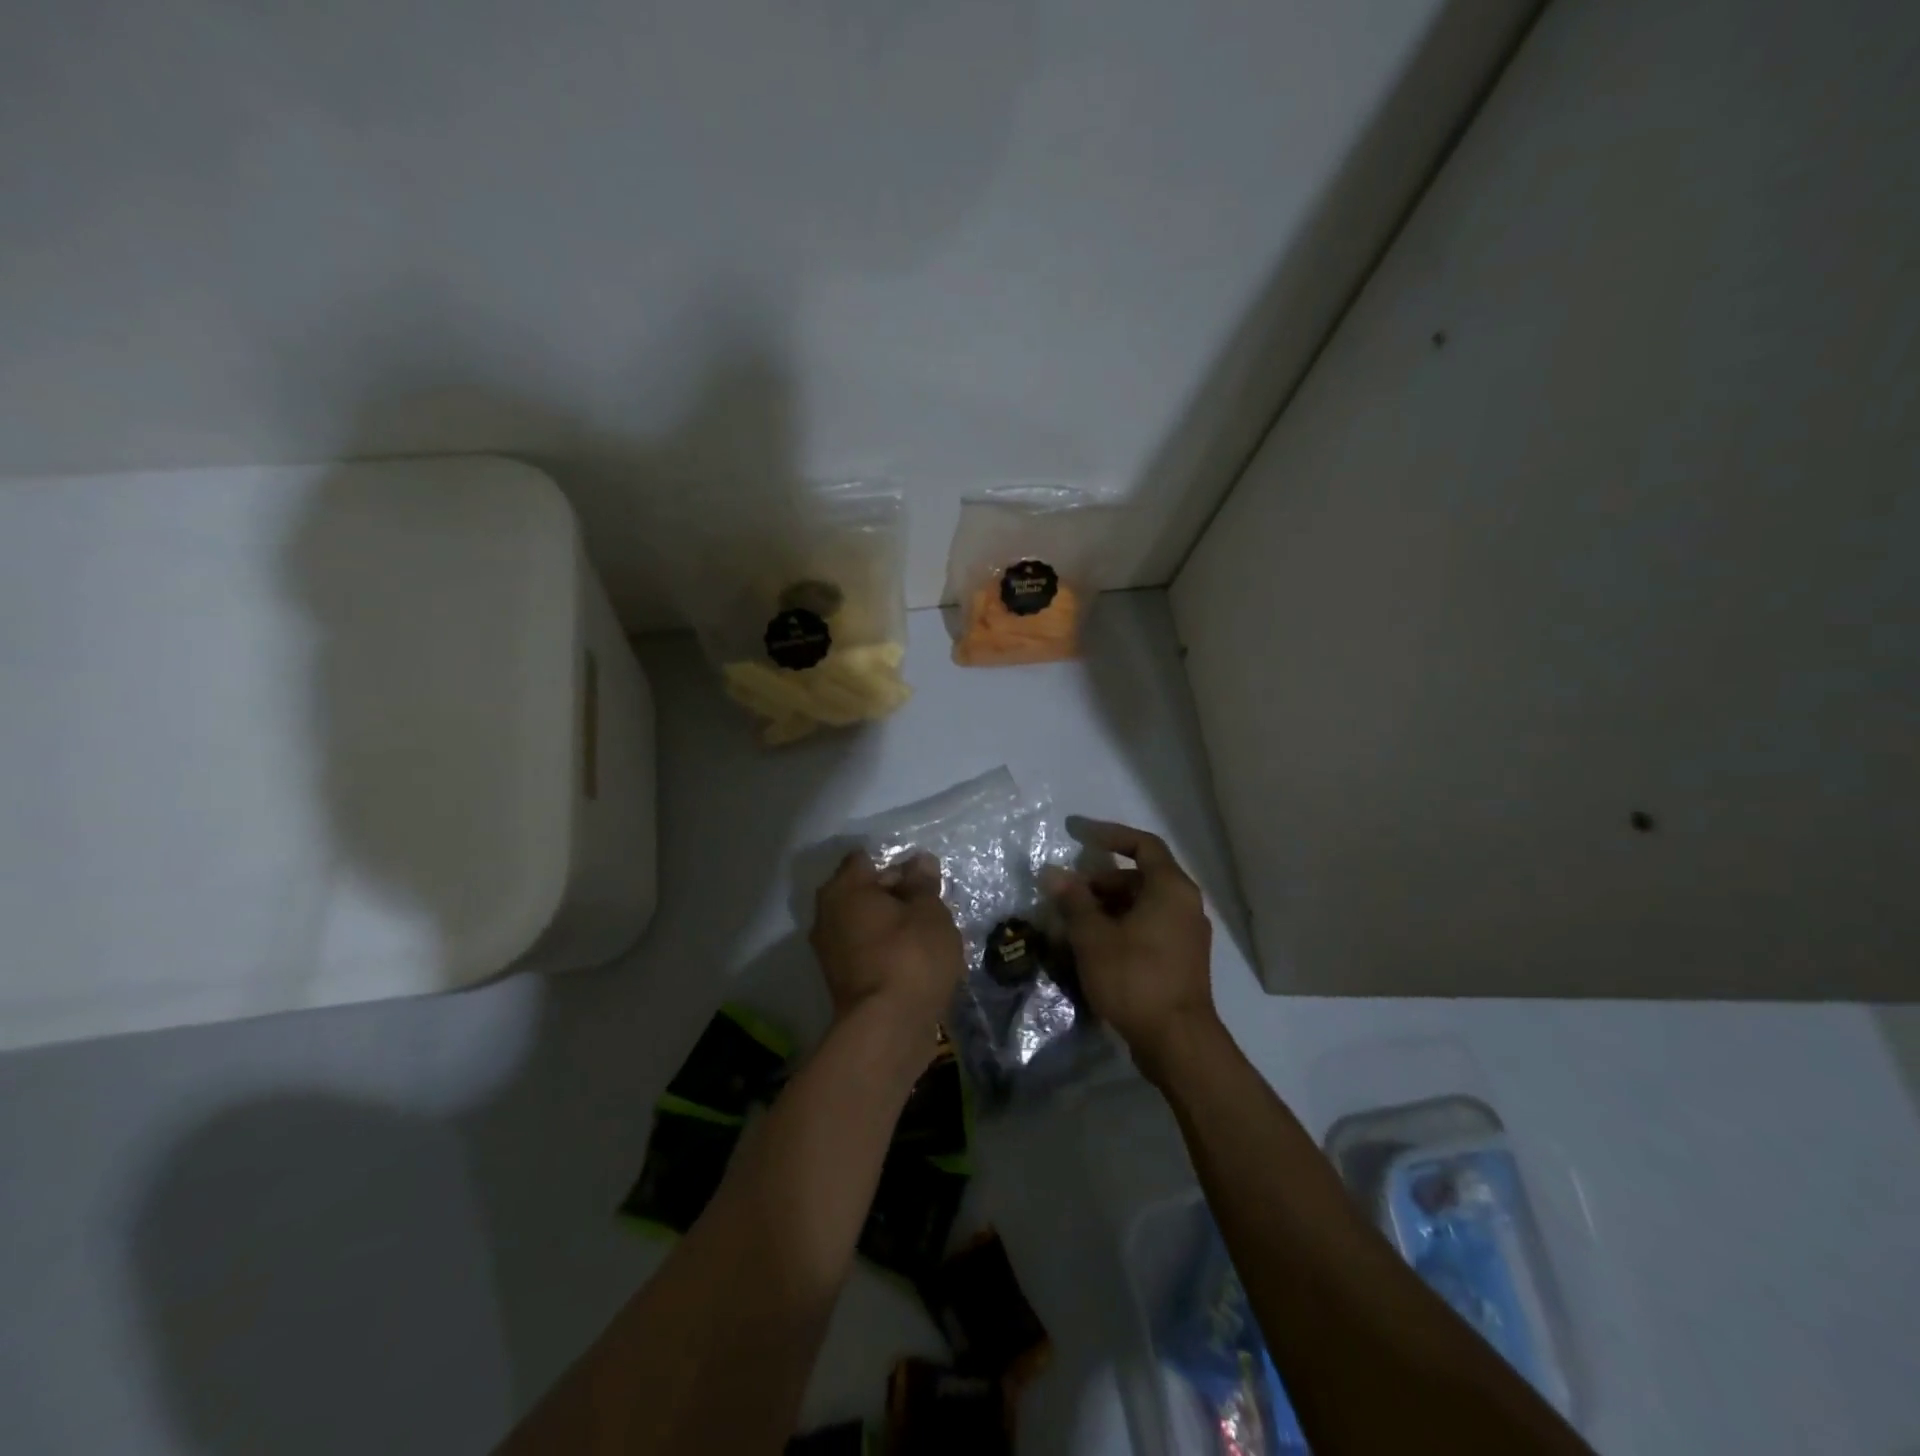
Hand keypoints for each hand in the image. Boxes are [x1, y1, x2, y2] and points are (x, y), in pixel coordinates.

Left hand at [810, 850, 963, 1051]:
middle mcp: (827, 914)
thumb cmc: (910, 956)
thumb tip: (919, 861)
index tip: (924, 880)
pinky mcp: (842, 981)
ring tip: (929, 937)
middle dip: (896, 895)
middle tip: (931, 908)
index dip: (898, 864)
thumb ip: (923, 884)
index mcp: (844, 889)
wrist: (888, 1029)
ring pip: (867, 924)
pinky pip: (868, 952)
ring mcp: (830, 951)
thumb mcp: (929, 911)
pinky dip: (888, 952)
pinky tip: (916, 963)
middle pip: (864, 892)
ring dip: (893, 926)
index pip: (867, 860)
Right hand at [1044, 820, 1219, 1084]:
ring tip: (1071, 921)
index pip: (1142, 844)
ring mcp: (1186, 934)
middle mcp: (1184, 904)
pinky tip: (1091, 946)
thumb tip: (1052, 872)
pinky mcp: (1180, 959)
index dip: (1108, 834)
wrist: (1177, 1042)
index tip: (1076, 834)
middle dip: (1099, 881)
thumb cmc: (1135, 978)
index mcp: (1171, 888)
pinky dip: (1120, 926)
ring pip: (1141, 905)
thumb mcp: (1094, 937)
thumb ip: (1073, 900)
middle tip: (1066, 893)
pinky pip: (1147, 927)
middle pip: (1139, 877)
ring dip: (1106, 906)